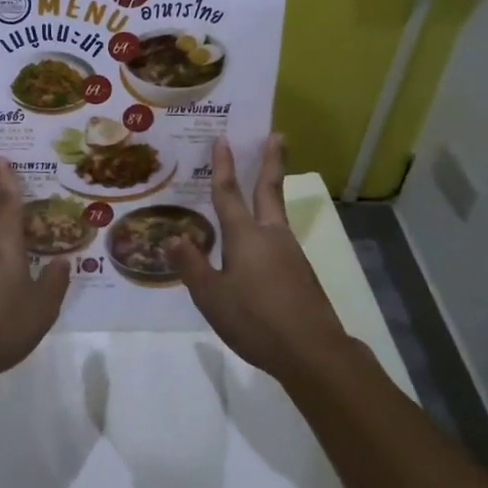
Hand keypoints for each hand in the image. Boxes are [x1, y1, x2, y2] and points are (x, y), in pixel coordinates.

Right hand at [168, 135, 350, 382]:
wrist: (313, 352)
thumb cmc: (255, 320)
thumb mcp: (211, 297)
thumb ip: (192, 266)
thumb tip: (174, 238)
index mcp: (245, 236)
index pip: (229, 193)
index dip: (223, 166)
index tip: (223, 139)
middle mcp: (271, 235)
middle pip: (269, 189)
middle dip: (271, 161)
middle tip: (278, 135)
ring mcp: (291, 253)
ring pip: (276, 214)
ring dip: (270, 193)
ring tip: (260, 187)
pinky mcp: (301, 273)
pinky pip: (279, 240)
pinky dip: (269, 228)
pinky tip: (260, 248)